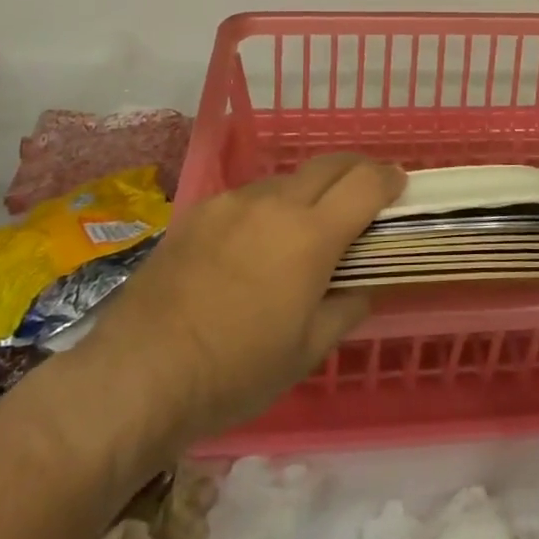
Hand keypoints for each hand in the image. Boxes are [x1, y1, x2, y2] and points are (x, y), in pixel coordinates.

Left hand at [77, 154, 403, 458]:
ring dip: (308, 192)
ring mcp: (231, 203)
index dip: (389, 179)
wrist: (138, 374)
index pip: (365, 184)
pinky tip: (252, 244)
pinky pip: (246, 198)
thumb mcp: (305, 352)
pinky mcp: (197, 212)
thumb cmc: (234, 372)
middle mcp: (274, 204)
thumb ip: (344, 310)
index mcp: (310, 235)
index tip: (400, 185)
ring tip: (304, 228)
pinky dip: (266, 209)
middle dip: (356, 169)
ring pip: (285, 181)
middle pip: (328, 164)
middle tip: (365, 190)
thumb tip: (361, 288)